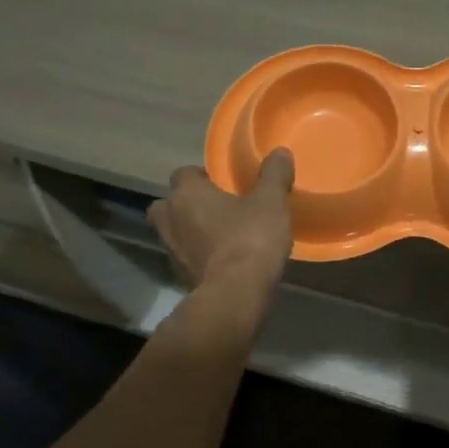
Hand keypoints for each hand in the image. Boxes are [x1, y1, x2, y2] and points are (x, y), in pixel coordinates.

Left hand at [148, 149, 295, 296]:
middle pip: (168, 204)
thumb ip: (274, 175)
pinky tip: (224, 259)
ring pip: (175, 232)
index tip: (224, 183)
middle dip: (186, 204)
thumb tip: (280, 152)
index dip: (202, 176)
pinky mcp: (181, 277)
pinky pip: (187, 258)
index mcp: (187, 194)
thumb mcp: (271, 201)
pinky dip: (199, 256)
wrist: (236, 295)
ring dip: (191, 231)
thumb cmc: (249, 238)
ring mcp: (172, 251)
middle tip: (216, 207)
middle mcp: (170, 219)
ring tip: (221, 234)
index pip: (184, 174)